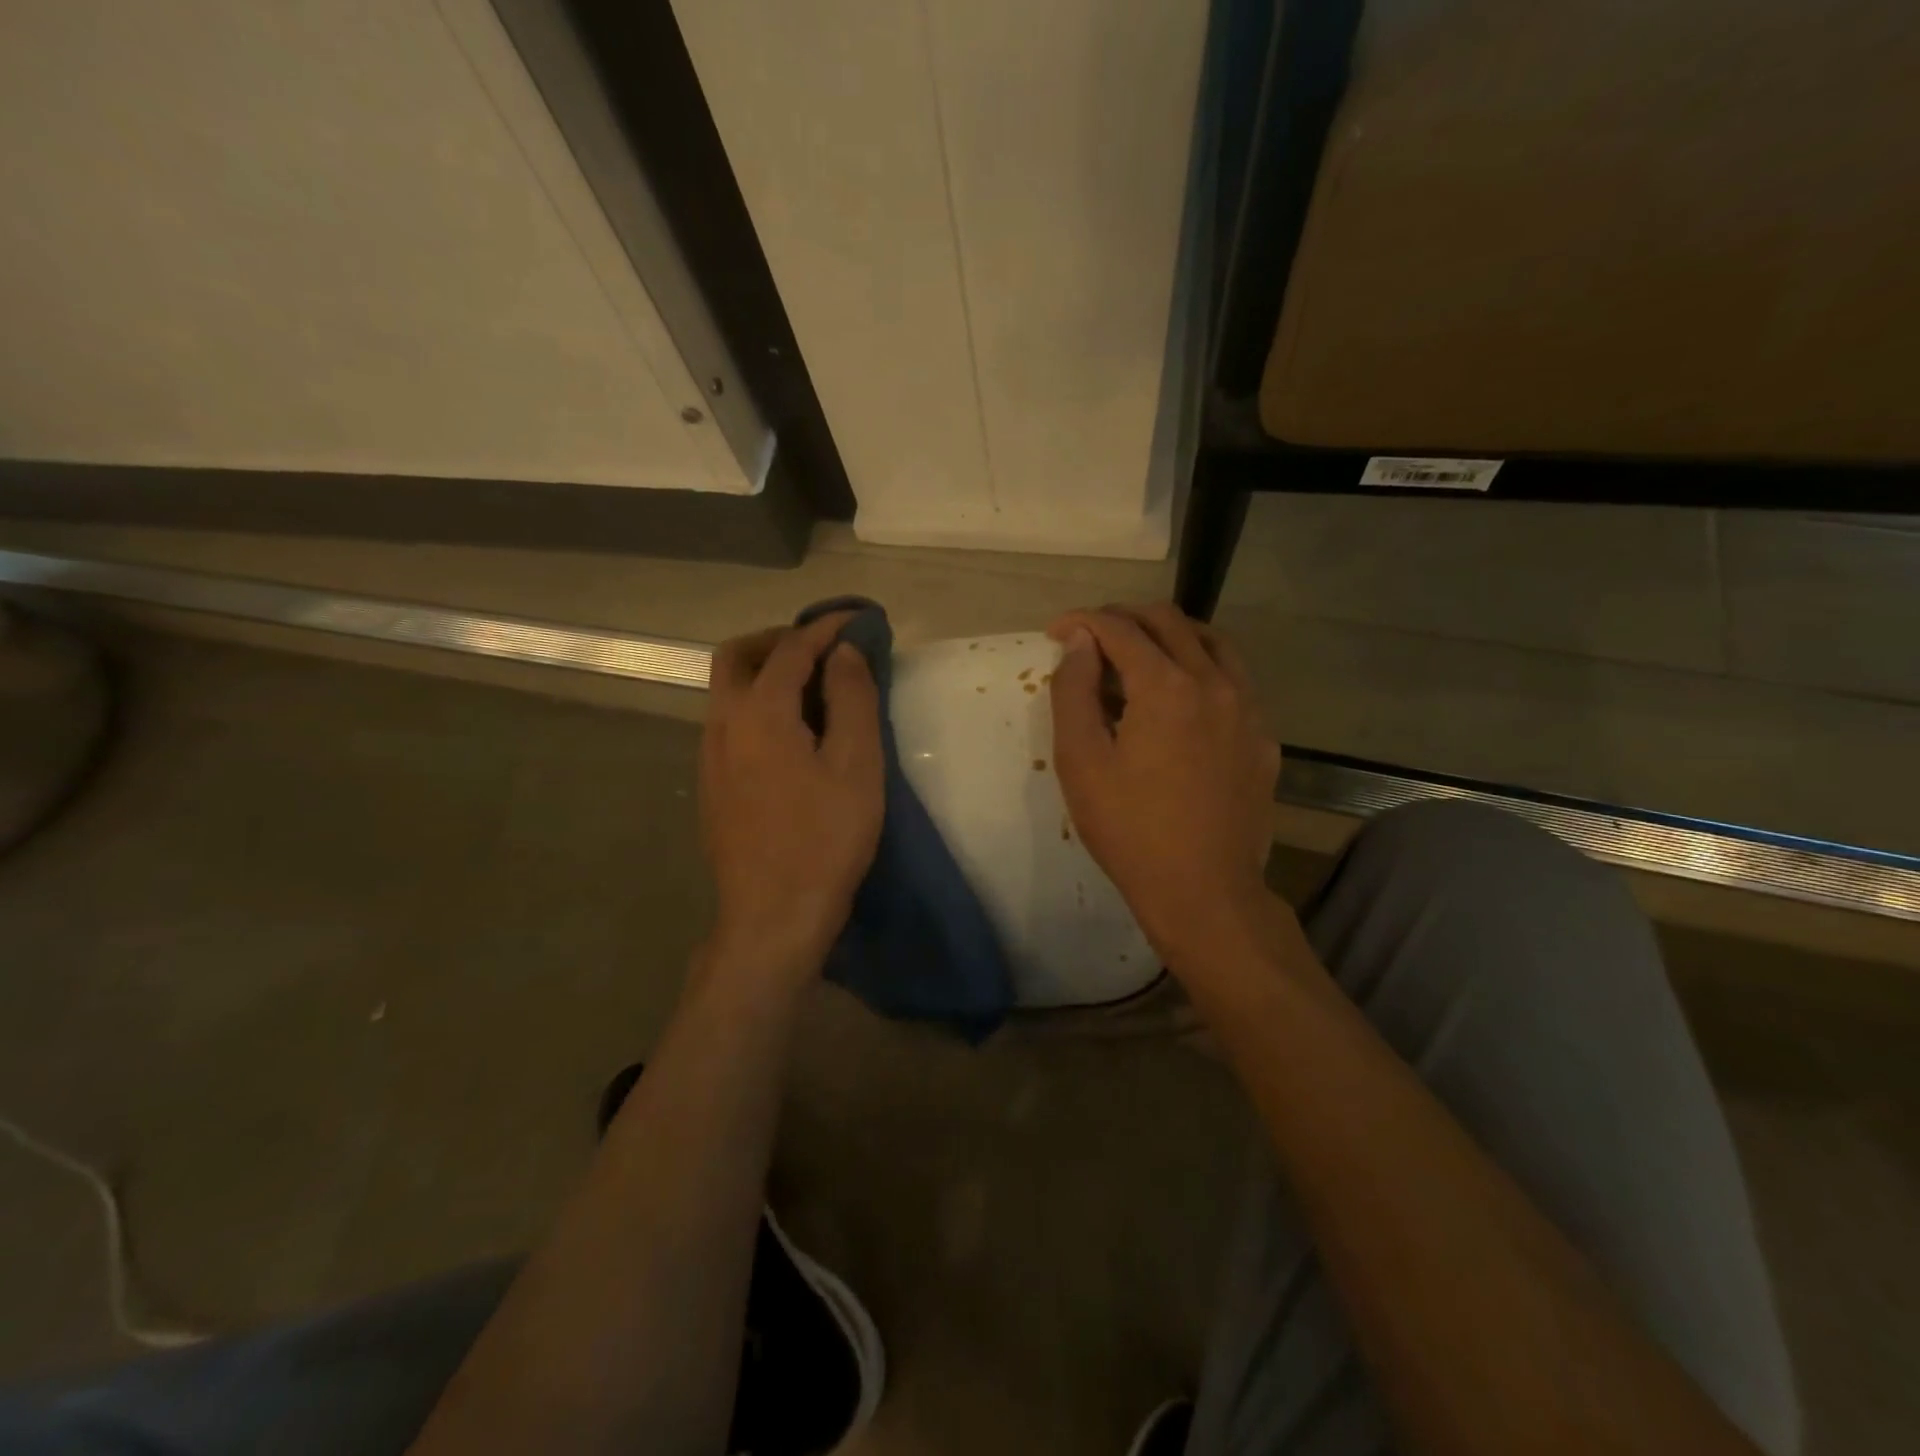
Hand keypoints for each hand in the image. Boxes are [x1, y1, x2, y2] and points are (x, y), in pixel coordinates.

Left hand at [699, 613, 882, 988]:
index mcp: (760, 713)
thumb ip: (852, 698)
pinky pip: (729, 722)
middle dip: (780, 639)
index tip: (858, 618)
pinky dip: (758, 705)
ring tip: (813, 689)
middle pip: (738, 656)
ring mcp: (710, 756)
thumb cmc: (825, 839)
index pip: (792, 648)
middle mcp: (723, 724)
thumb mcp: (857, 765)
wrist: (773, 917)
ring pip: (728, 691)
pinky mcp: (711, 785)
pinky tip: (791, 736)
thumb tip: (844, 652)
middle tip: (823, 648)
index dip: (826, 627)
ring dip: (766, 672)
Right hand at [1047, 603, 1280, 964]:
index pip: (1120, 629)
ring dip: (1169, 635)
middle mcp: (1214, 682)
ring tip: (1138, 653)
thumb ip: (1075, 692)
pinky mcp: (1262, 738)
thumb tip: (1081, 643)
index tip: (1055, 632)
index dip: (1082, 622)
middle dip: (1124, 618)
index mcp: (1166, 686)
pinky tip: (1181, 700)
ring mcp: (1247, 709)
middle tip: (1091, 636)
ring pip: (1211, 643)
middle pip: (1169, 622)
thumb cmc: (1130, 830)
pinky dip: (1200, 669)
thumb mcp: (1081, 762)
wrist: (1205, 892)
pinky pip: (1233, 680)